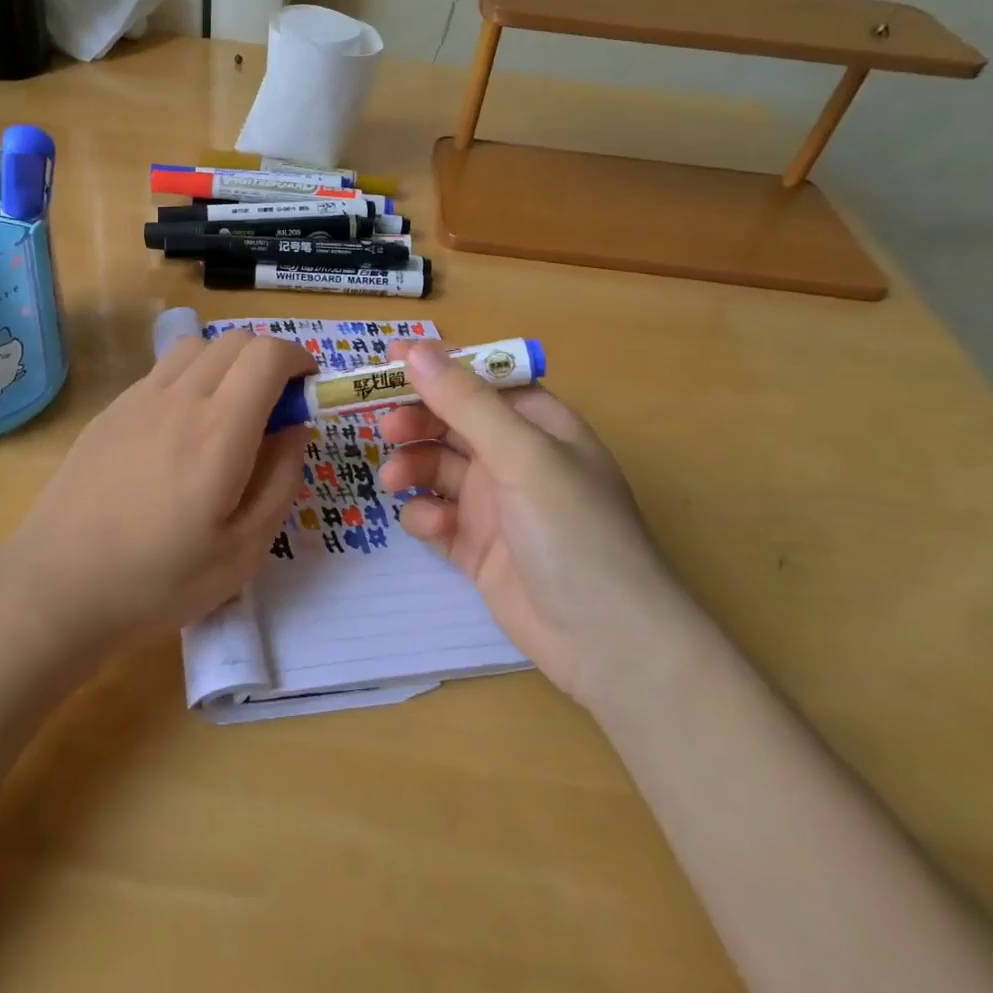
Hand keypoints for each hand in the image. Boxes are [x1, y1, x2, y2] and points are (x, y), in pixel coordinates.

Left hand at [4, 331, 314, 647]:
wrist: (58, 588)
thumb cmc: (160, 579)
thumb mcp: (245, 548)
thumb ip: (281, 478)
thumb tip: (294, 428)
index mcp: (219, 429)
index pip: (267, 354)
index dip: (297, 358)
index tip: (308, 386)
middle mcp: (179, 398)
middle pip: (234, 340)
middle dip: (267, 359)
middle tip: (274, 407)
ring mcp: (138, 400)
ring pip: (195, 347)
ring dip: (226, 362)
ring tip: (228, 411)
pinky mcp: (109, 412)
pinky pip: (161, 372)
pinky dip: (189, 378)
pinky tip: (180, 430)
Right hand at [377, 340, 667, 699]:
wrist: (607, 643)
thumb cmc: (574, 531)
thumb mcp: (523, 456)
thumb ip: (467, 402)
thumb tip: (416, 350)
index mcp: (539, 426)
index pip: (481, 380)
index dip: (438, 366)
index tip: (387, 359)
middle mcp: (516, 459)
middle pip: (453, 423)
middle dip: (418, 420)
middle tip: (386, 427)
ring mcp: (496, 505)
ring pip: (438, 469)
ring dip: (413, 467)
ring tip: (394, 479)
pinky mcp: (478, 548)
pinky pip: (438, 517)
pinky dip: (427, 517)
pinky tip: (433, 528)